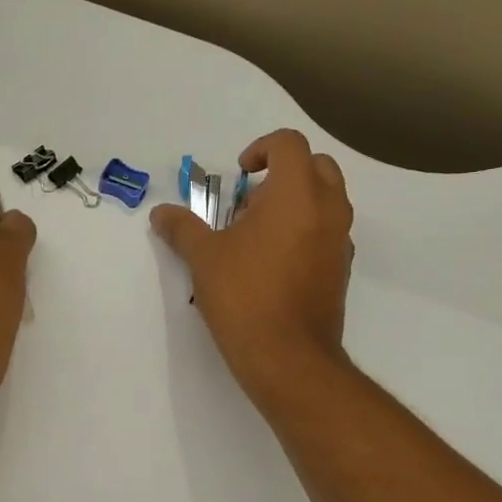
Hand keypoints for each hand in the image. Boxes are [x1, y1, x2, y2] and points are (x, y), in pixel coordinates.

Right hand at [151, 129, 353, 408]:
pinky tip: (274, 263)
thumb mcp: (204, 258)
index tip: (239, 175)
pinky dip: (306, 230)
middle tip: (250, 202)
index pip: (289, 144)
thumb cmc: (244, 296)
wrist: (288, 357)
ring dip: (296, 201)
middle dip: (284, 172)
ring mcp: (340, 240)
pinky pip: (328, 232)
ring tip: (258, 234)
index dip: (261, 149)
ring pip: (327, 199)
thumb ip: (182, 228)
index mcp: (296, 193)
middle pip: (317, 165)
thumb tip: (160, 213)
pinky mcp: (341, 269)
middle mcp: (328, 209)